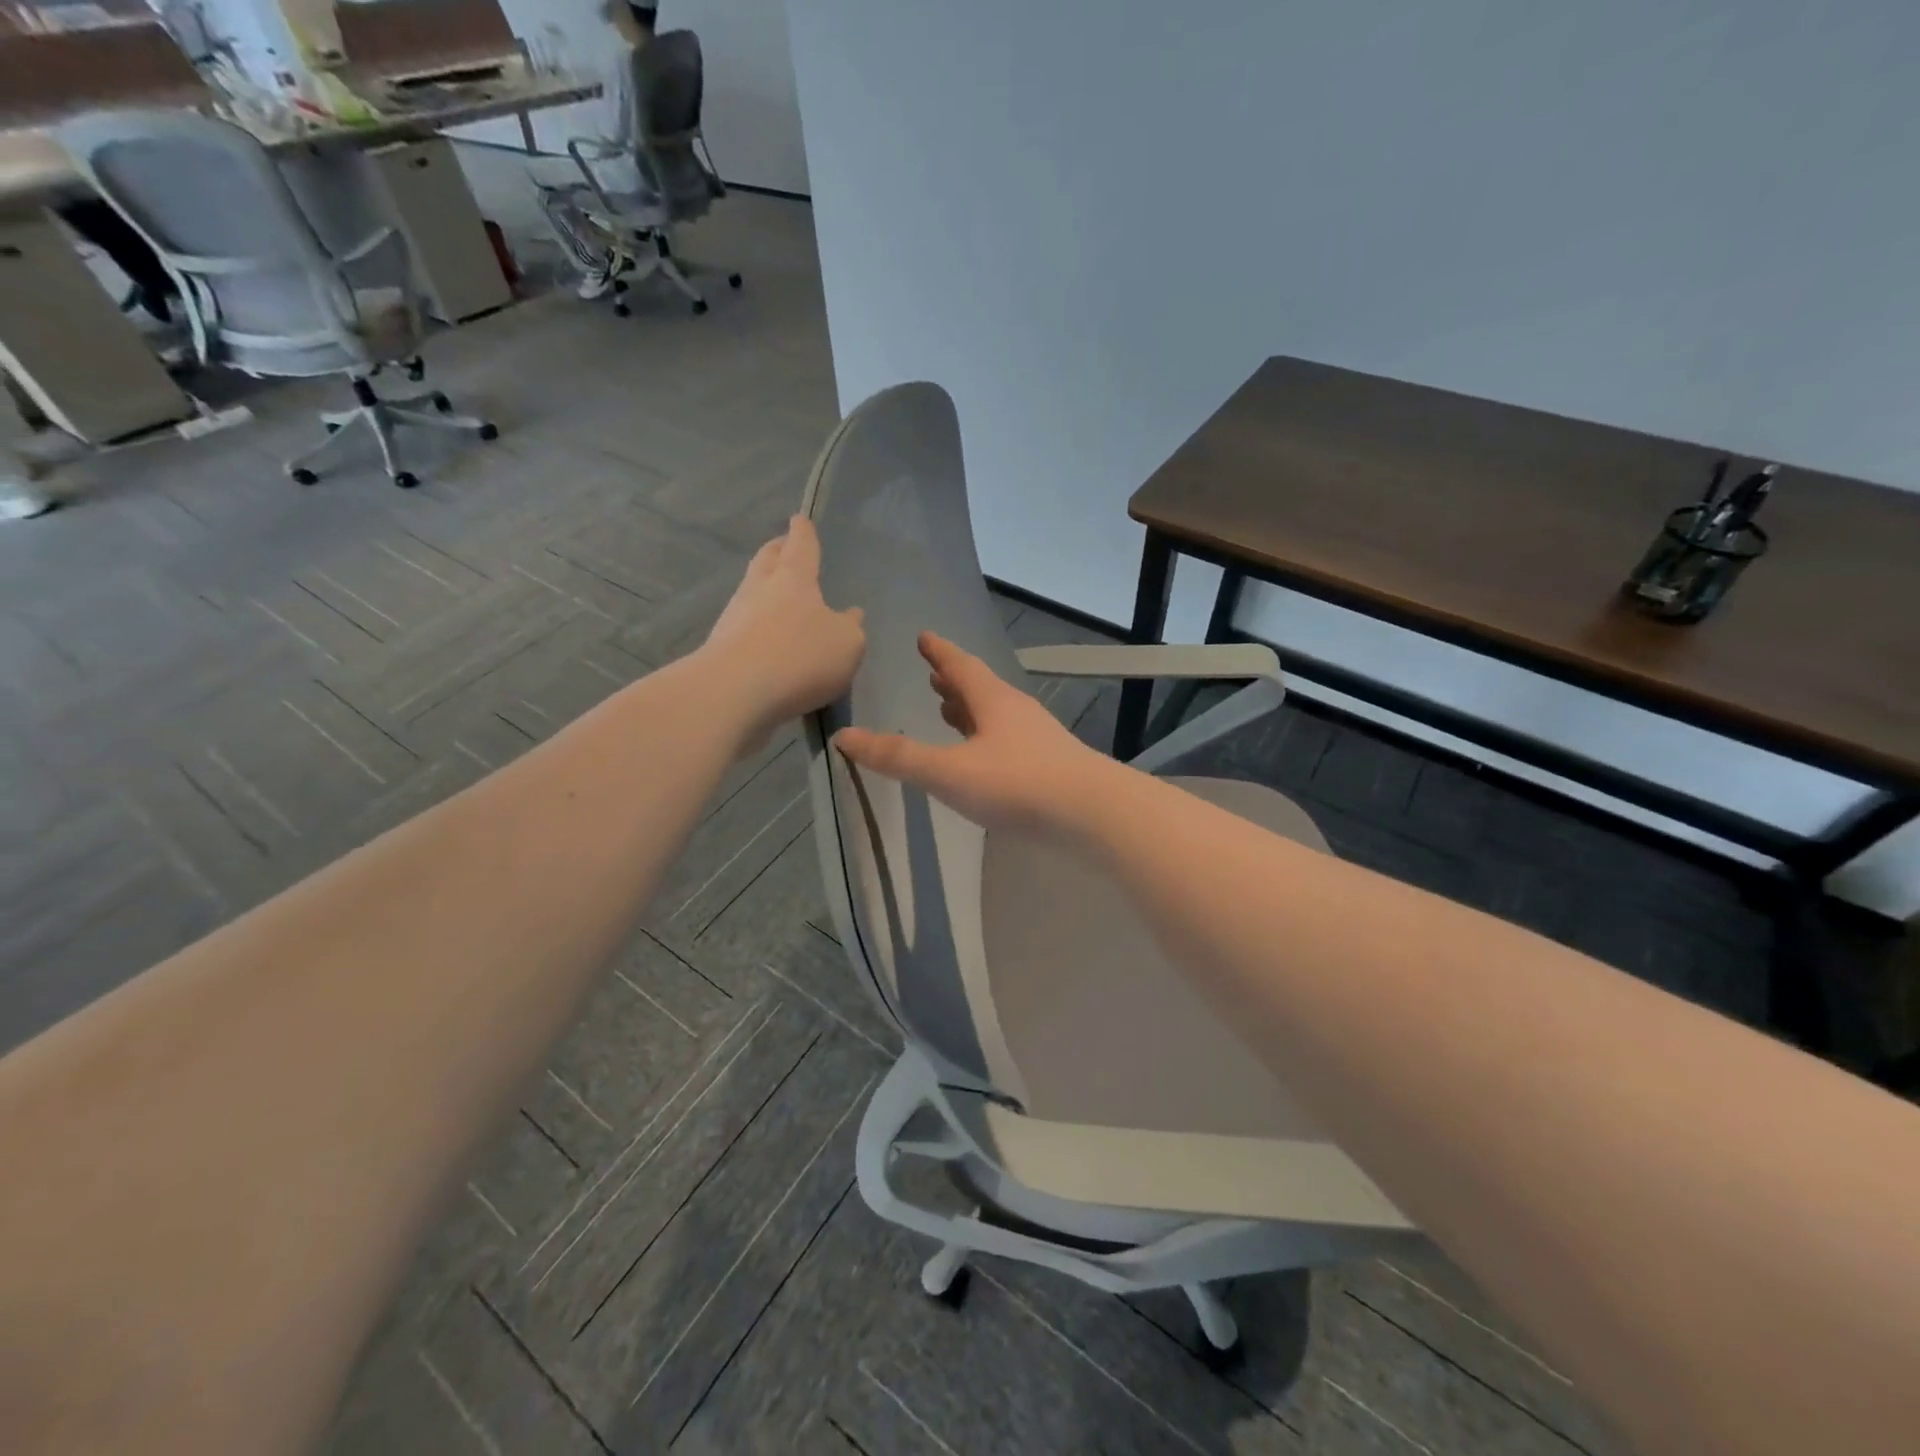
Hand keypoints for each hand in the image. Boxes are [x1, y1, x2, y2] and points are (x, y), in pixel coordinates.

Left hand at [700, 516, 864, 743]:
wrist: (734, 693)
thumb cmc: (800, 657)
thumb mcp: (847, 644)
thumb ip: (851, 628)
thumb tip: (850, 616)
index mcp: (794, 578)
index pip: (801, 544)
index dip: (803, 531)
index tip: (800, 519)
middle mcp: (760, 588)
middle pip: (767, 560)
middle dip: (777, 551)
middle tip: (783, 547)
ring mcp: (736, 617)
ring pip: (752, 592)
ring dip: (765, 590)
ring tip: (780, 599)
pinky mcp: (722, 648)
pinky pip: (745, 628)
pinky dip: (758, 627)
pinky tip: (770, 642)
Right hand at [833, 633, 1115, 835]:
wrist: (1091, 813)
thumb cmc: (1016, 784)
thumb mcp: (948, 772)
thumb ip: (898, 757)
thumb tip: (845, 737)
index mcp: (992, 701)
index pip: (960, 666)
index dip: (939, 652)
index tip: (924, 637)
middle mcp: (1016, 712)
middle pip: (980, 688)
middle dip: (953, 682)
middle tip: (933, 676)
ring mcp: (1037, 738)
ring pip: (996, 715)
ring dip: (971, 710)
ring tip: (951, 710)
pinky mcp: (1050, 764)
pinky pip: (1008, 739)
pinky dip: (987, 737)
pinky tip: (986, 755)